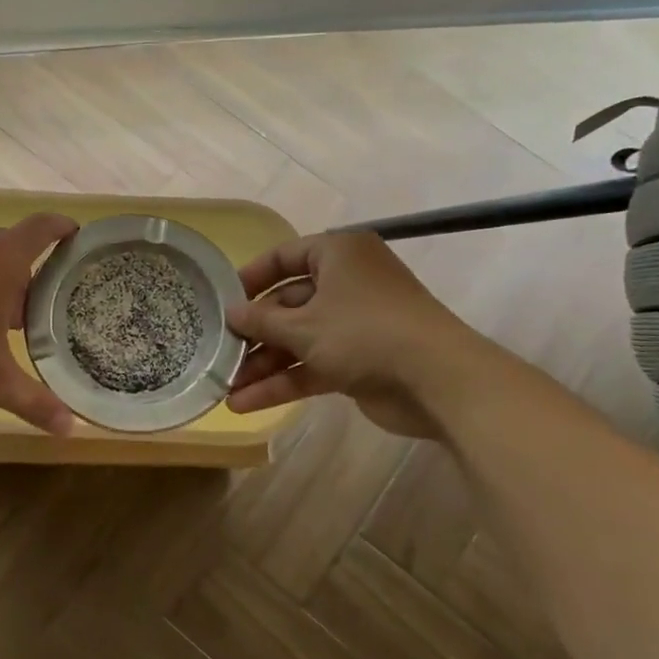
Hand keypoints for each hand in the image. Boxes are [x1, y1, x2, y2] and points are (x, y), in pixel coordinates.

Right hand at [224, 230, 490, 437]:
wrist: (438, 381)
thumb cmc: (364, 332)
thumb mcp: (303, 325)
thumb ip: (261, 320)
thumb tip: (231, 314)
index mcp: (338, 255)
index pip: (285, 256)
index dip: (252, 278)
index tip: (223, 300)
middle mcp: (346, 283)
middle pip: (288, 304)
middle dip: (254, 333)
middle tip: (220, 351)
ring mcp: (354, 324)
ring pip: (298, 339)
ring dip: (264, 364)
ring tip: (226, 387)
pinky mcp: (358, 361)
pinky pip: (312, 365)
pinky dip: (284, 381)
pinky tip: (247, 403)